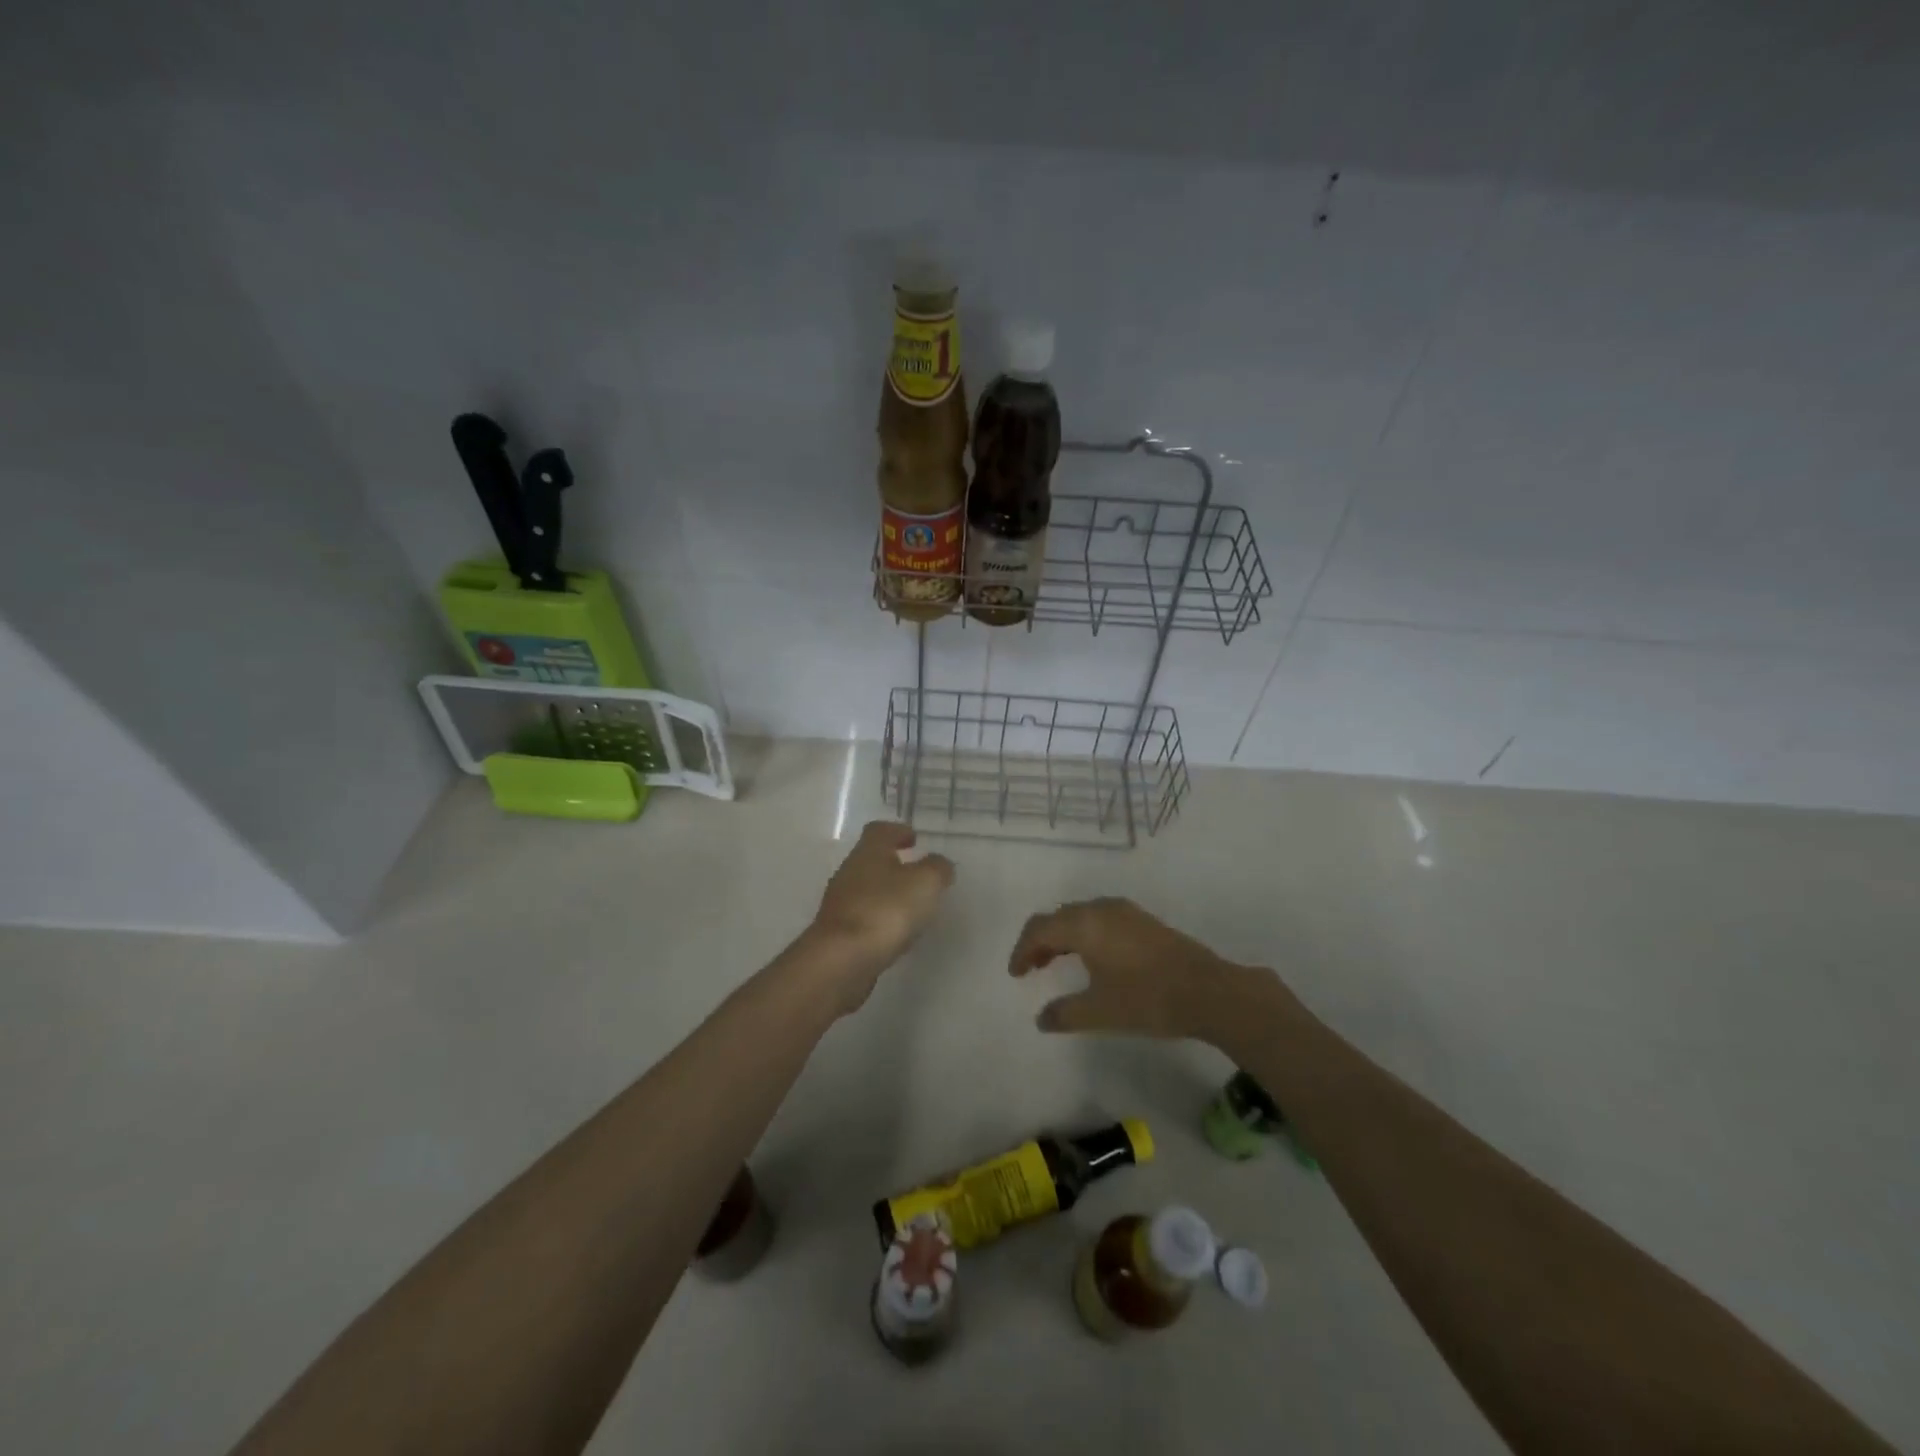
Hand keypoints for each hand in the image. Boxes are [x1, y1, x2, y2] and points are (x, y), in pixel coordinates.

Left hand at [798, 822, 954, 1012]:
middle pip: (871, 859)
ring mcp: (840, 904)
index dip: (898, 831)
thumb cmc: (885, 910)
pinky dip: (880, 919)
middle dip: (893, 864)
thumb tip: (939, 863)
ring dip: (887, 893)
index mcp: (868, 852)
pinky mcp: (838, 934)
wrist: (841, 960)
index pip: (880, 830)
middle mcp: (849, 872)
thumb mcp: (925, 882)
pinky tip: (895, 933)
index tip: (914, 839)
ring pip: (867, 889)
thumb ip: (937, 868)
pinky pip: (863, 917)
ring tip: (912, 906)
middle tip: (918, 873)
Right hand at [1008, 897, 1251, 1039]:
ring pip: (1080, 916)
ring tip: (1057, 963)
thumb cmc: (1147, 998)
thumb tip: (1042, 1019)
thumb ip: (1065, 1013)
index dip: (1022, 950)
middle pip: (1058, 917)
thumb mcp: (1100, 1011)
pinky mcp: (1143, 920)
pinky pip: (1100, 919)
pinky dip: (1084, 934)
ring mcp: (1125, 912)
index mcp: (1084, 924)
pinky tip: (1092, 959)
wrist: (1208, 991)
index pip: (1039, 929)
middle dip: (1040, 940)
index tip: (1016, 974)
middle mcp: (1100, 909)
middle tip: (1032, 967)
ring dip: (1063, 936)